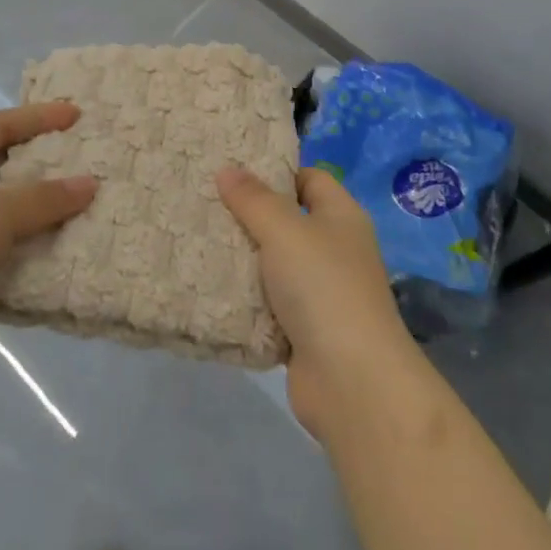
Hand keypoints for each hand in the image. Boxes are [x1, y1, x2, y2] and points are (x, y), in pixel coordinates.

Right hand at [217, 166, 420, 439]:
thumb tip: (228, 168)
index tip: (233, 170)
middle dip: (250, 215)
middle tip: (205, 203)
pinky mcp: (305, 332)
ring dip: (244, 260)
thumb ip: (254, 199)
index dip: (275, 171)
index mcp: (341, 217)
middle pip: (289, 221)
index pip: (309, 178)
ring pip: (275, 266)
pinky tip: (211, 289)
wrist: (352, 381)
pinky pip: (269, 306)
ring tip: (199, 242)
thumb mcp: (284, 231)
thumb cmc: (323, 286)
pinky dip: (247, 300)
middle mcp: (335, 250)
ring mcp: (322, 293)